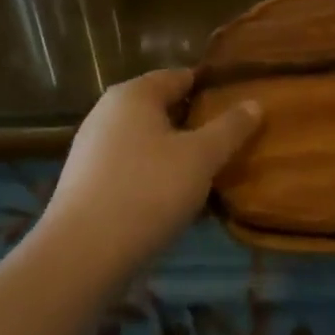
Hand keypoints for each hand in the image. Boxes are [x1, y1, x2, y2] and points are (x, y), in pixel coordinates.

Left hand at [42, 69, 261, 275]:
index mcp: (134, 94)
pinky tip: (172, 201)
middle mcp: (107, 112)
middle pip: (162, 108)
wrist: (80, 258)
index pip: (181, 76)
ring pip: (146, 141)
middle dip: (195, 124)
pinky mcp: (85, 184)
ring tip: (206, 175)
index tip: (240, 106)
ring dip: (175, 154)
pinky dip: (153, 176)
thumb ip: (230, 128)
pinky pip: (130, 168)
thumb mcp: (201, 158)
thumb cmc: (147, 192)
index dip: (212, 89)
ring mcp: (91, 149)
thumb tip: (255, 103)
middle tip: (229, 143)